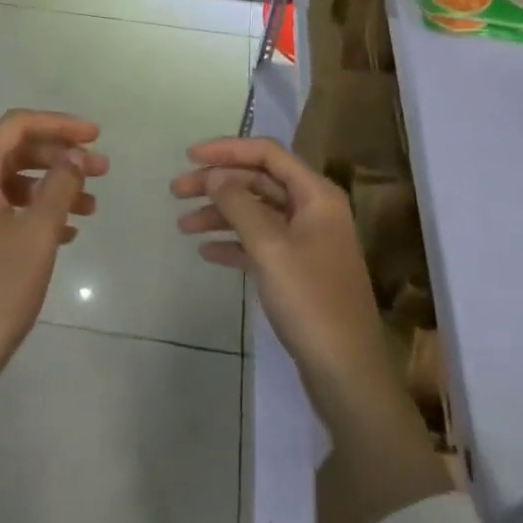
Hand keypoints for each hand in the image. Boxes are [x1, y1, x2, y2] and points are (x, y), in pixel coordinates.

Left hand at [0, 110, 106, 487]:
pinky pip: (6, 211)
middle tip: (102, 170)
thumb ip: (60, 186)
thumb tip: (77, 155)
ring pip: (13, 184)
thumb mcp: (37, 234)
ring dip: (53, 186)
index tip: (97, 136)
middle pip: (15, 152)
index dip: (59, 124)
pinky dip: (37, 212)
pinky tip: (67, 232)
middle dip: (60, 156)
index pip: (16, 126)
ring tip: (92, 206)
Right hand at [172, 136, 386, 408]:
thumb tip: (214, 174)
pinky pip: (260, 243)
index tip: (189, 156)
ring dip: (220, 214)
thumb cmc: (310, 301)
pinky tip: (205, 251)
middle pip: (258, 181)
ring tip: (182, 225)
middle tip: (176, 191)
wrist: (346, 373)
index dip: (227, 149)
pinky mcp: (298, 271)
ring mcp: (306, 241)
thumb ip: (238, 204)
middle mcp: (313, 210)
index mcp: (315, 194)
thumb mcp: (269, 247)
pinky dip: (233, 242)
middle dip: (218, 182)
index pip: (267, 154)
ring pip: (256, 212)